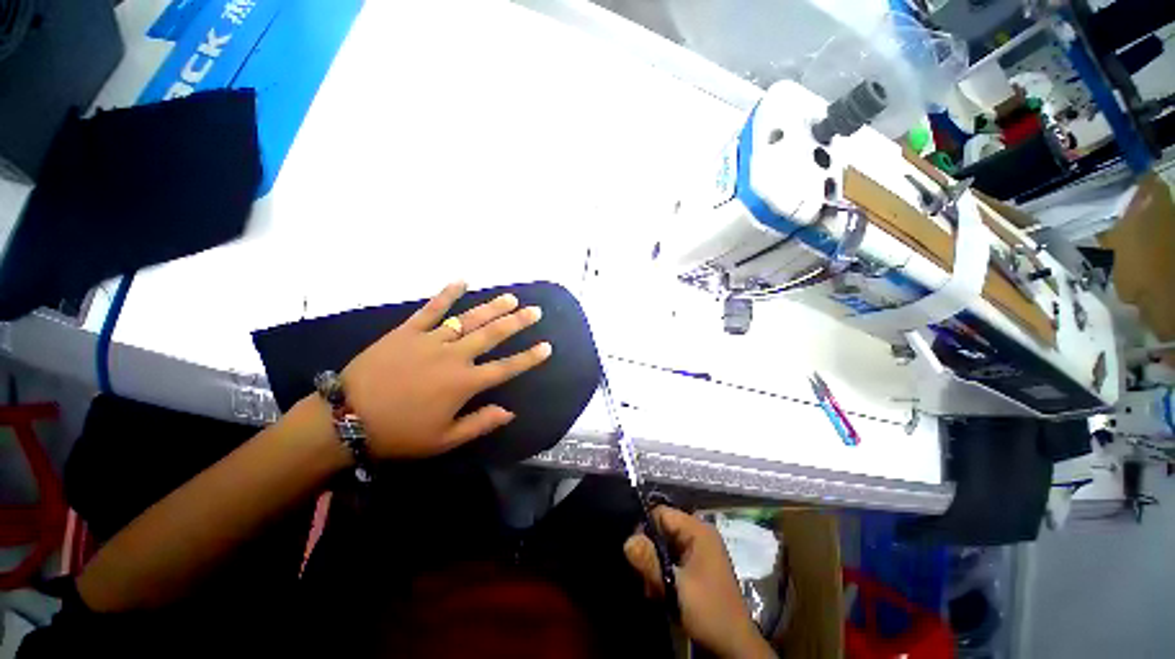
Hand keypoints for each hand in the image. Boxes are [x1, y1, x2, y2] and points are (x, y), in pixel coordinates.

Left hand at [340, 281, 551, 459]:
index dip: (529, 357)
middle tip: (535, 311)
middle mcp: (454, 356)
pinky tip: (462, 281)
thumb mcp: (444, 440)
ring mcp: (431, 340)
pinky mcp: (407, 331)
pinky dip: (446, 294)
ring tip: (511, 297)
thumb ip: (480, 423)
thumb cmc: (399, 433)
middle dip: (517, 322)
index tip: (547, 346)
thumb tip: (510, 412)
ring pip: (469, 319)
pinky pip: (430, 309)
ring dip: (492, 307)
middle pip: (493, 335)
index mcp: (464, 383)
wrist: (345, 419)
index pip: (506, 368)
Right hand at [625, 507, 775, 658]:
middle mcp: (699, 535)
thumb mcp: (675, 586)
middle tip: (644, 575)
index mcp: (698, 531)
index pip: (662, 512)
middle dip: (649, 550)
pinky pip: (672, 559)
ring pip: (665, 546)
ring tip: (652, 589)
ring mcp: (699, 552)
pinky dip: (663, 572)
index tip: (634, 550)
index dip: (645, 526)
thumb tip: (627, 540)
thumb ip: (650, 561)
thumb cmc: (708, 611)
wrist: (734, 647)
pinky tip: (660, 592)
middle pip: (662, 529)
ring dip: (655, 565)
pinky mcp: (697, 568)